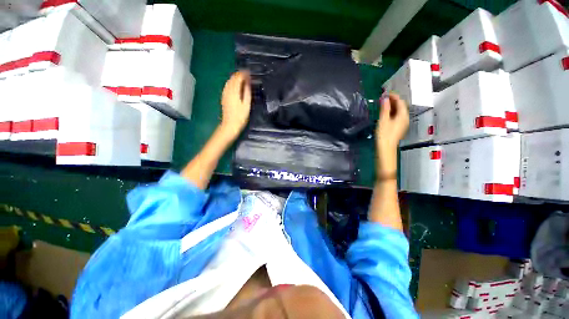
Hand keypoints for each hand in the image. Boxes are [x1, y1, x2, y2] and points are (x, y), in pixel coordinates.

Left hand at [219, 70, 251, 139]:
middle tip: (247, 75)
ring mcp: (224, 93)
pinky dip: (232, 83)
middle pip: (232, 78)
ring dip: (235, 78)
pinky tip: (236, 85)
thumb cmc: (240, 116)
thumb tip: (247, 83)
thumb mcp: (246, 105)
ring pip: (229, 81)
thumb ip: (247, 92)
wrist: (230, 124)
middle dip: (239, 75)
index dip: (244, 74)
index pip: (238, 78)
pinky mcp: (223, 97)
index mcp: (234, 91)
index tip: (249, 73)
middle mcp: (227, 90)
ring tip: (242, 78)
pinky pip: (227, 86)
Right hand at [375, 92, 408, 174]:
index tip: (385, 93)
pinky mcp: (398, 128)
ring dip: (391, 107)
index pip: (400, 102)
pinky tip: (385, 113)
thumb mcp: (383, 120)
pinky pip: (396, 116)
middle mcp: (405, 118)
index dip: (393, 96)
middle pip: (400, 106)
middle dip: (392, 101)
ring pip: (398, 111)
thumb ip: (384, 108)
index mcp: (403, 115)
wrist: (385, 149)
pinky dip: (391, 112)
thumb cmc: (384, 134)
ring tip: (382, 104)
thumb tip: (384, 98)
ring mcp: (402, 124)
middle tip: (382, 98)